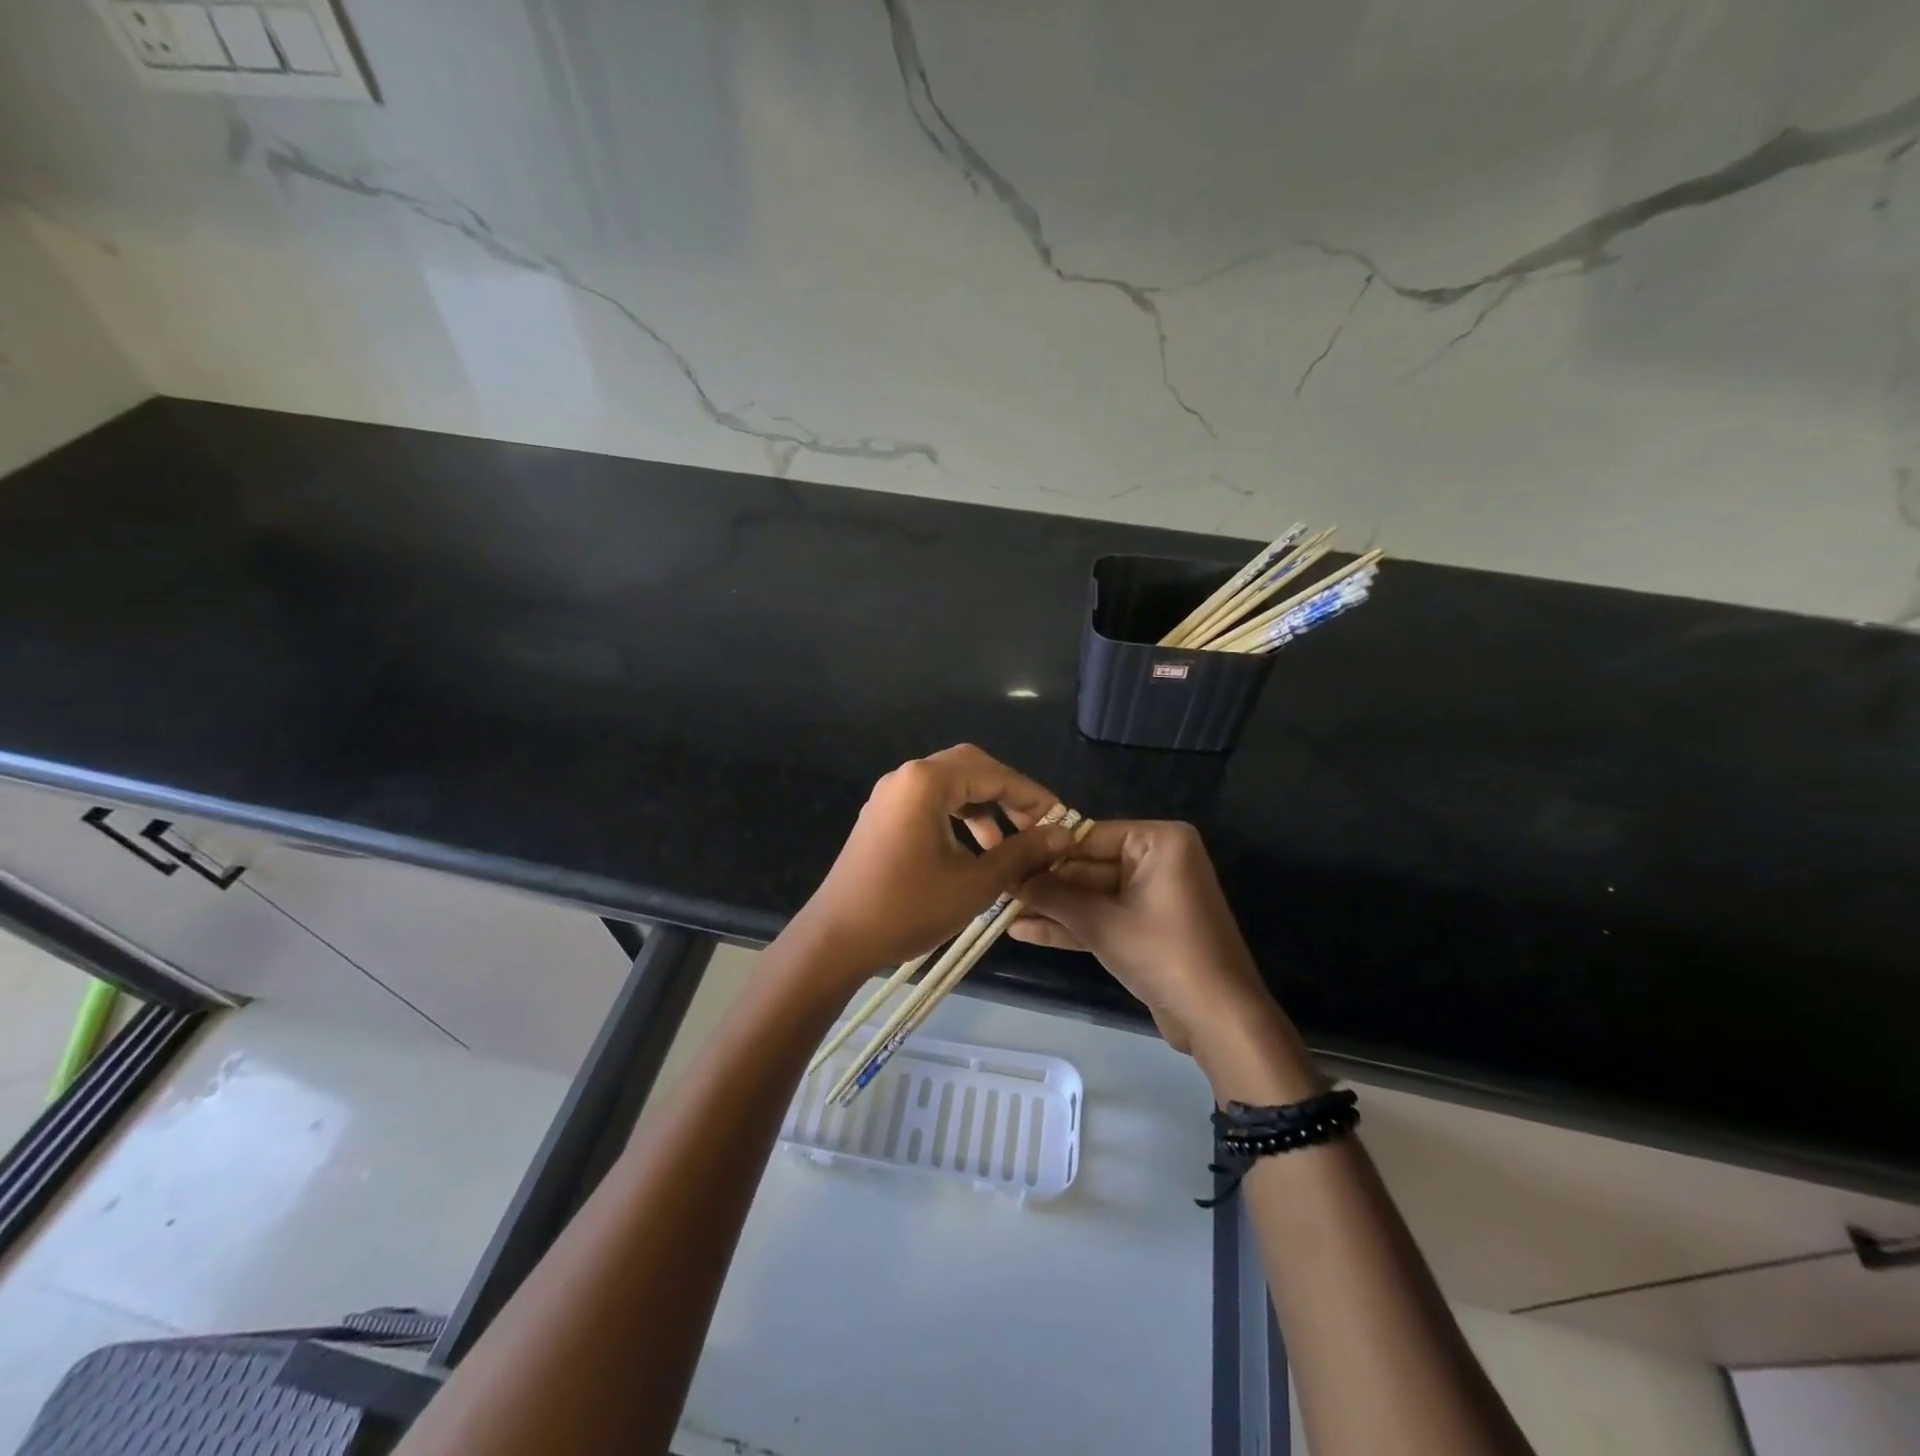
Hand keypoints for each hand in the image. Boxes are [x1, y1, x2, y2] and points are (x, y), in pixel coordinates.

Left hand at [793, 744, 1073, 981]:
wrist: (836, 939)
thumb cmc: (907, 909)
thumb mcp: (975, 884)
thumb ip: (1022, 854)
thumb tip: (1063, 835)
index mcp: (927, 782)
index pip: (995, 774)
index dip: (1034, 797)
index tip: (1062, 822)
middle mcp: (907, 776)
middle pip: (972, 768)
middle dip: (1008, 796)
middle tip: (1036, 828)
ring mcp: (890, 795)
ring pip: (951, 786)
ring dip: (984, 808)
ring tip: (1008, 848)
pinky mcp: (882, 815)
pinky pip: (930, 802)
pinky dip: (958, 818)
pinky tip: (973, 852)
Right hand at [1010, 820, 1276, 1055]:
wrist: (1219, 1018)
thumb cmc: (1164, 954)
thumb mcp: (1101, 923)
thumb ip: (1054, 897)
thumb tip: (1010, 878)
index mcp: (1158, 841)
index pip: (1088, 836)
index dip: (1044, 851)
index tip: (1004, 857)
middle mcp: (1157, 859)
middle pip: (1088, 867)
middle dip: (1045, 884)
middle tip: (997, 888)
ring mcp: (1151, 894)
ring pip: (1092, 895)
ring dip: (1052, 907)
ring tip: (1001, 911)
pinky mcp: (1145, 926)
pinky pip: (1103, 916)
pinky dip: (1071, 925)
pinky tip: (1025, 931)